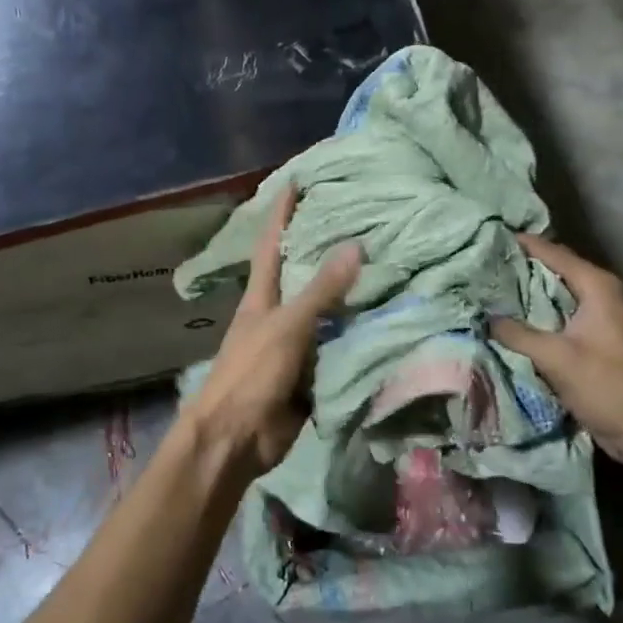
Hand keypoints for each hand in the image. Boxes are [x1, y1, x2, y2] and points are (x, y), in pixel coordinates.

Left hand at [189, 185, 360, 475]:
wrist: (236, 440)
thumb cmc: (251, 374)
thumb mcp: (287, 326)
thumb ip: (321, 290)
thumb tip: (354, 245)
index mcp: (262, 297)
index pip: (271, 245)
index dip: (282, 214)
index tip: (296, 183)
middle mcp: (277, 315)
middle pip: (303, 276)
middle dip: (325, 250)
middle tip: (361, 222)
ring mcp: (294, 345)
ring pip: (326, 313)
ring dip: (349, 296)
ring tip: (385, 266)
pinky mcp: (310, 374)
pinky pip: (337, 348)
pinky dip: (357, 335)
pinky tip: (385, 321)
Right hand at [492, 232, 622, 465]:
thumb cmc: (610, 386)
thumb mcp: (558, 358)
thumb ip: (518, 334)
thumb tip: (484, 317)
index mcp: (597, 286)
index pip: (552, 252)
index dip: (520, 244)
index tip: (486, 238)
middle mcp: (599, 294)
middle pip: (552, 270)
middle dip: (518, 268)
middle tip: (480, 265)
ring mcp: (598, 318)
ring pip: (554, 296)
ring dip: (525, 295)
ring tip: (487, 290)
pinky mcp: (593, 341)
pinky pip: (557, 318)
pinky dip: (535, 316)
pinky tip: (508, 321)